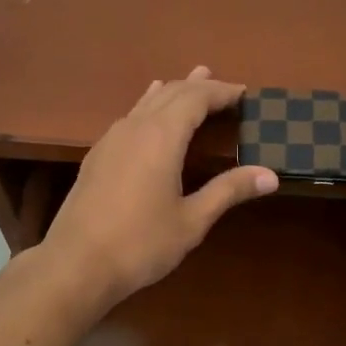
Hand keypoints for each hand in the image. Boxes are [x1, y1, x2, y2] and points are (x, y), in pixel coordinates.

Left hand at [39, 67, 277, 309]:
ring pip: (146, 102)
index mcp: (161, 137)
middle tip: (223, 86)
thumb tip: (270, 175)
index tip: (244, 93)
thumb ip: (228, 191)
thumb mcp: (192, 220)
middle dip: (199, 87)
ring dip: (173, 91)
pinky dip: (150, 107)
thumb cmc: (141, 243)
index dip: (221, 93)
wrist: (76, 264)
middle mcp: (135, 128)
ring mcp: (111, 140)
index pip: (196, 99)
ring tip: (191, 81)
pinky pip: (130, 117)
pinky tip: (149, 114)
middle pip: (170, 93)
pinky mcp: (97, 157)